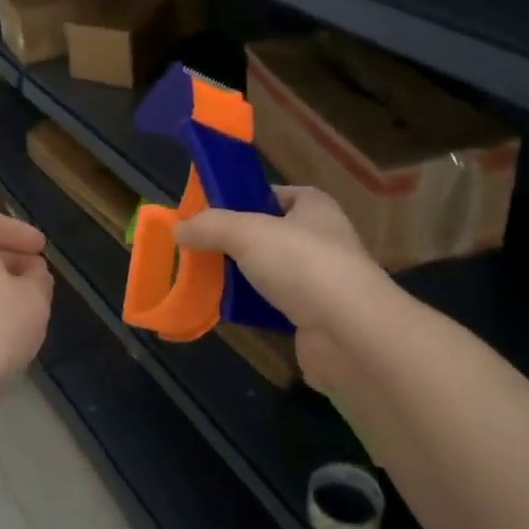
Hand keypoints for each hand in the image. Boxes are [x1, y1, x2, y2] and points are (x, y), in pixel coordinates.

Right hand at [174, 187, 381, 391]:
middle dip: (234, 243)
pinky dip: (251, 308)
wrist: (349, 333)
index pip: (275, 194)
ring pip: (268, 273)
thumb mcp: (247, 232)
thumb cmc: (303, 264)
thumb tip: (179, 229)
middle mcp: (321, 240)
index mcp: (314, 207)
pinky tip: (224, 311)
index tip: (209, 212)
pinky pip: (272, 306)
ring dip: (240, 277)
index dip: (243, 199)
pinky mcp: (313, 318)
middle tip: (197, 249)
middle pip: (268, 235)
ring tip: (203, 279)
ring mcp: (320, 281)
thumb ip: (210, 226)